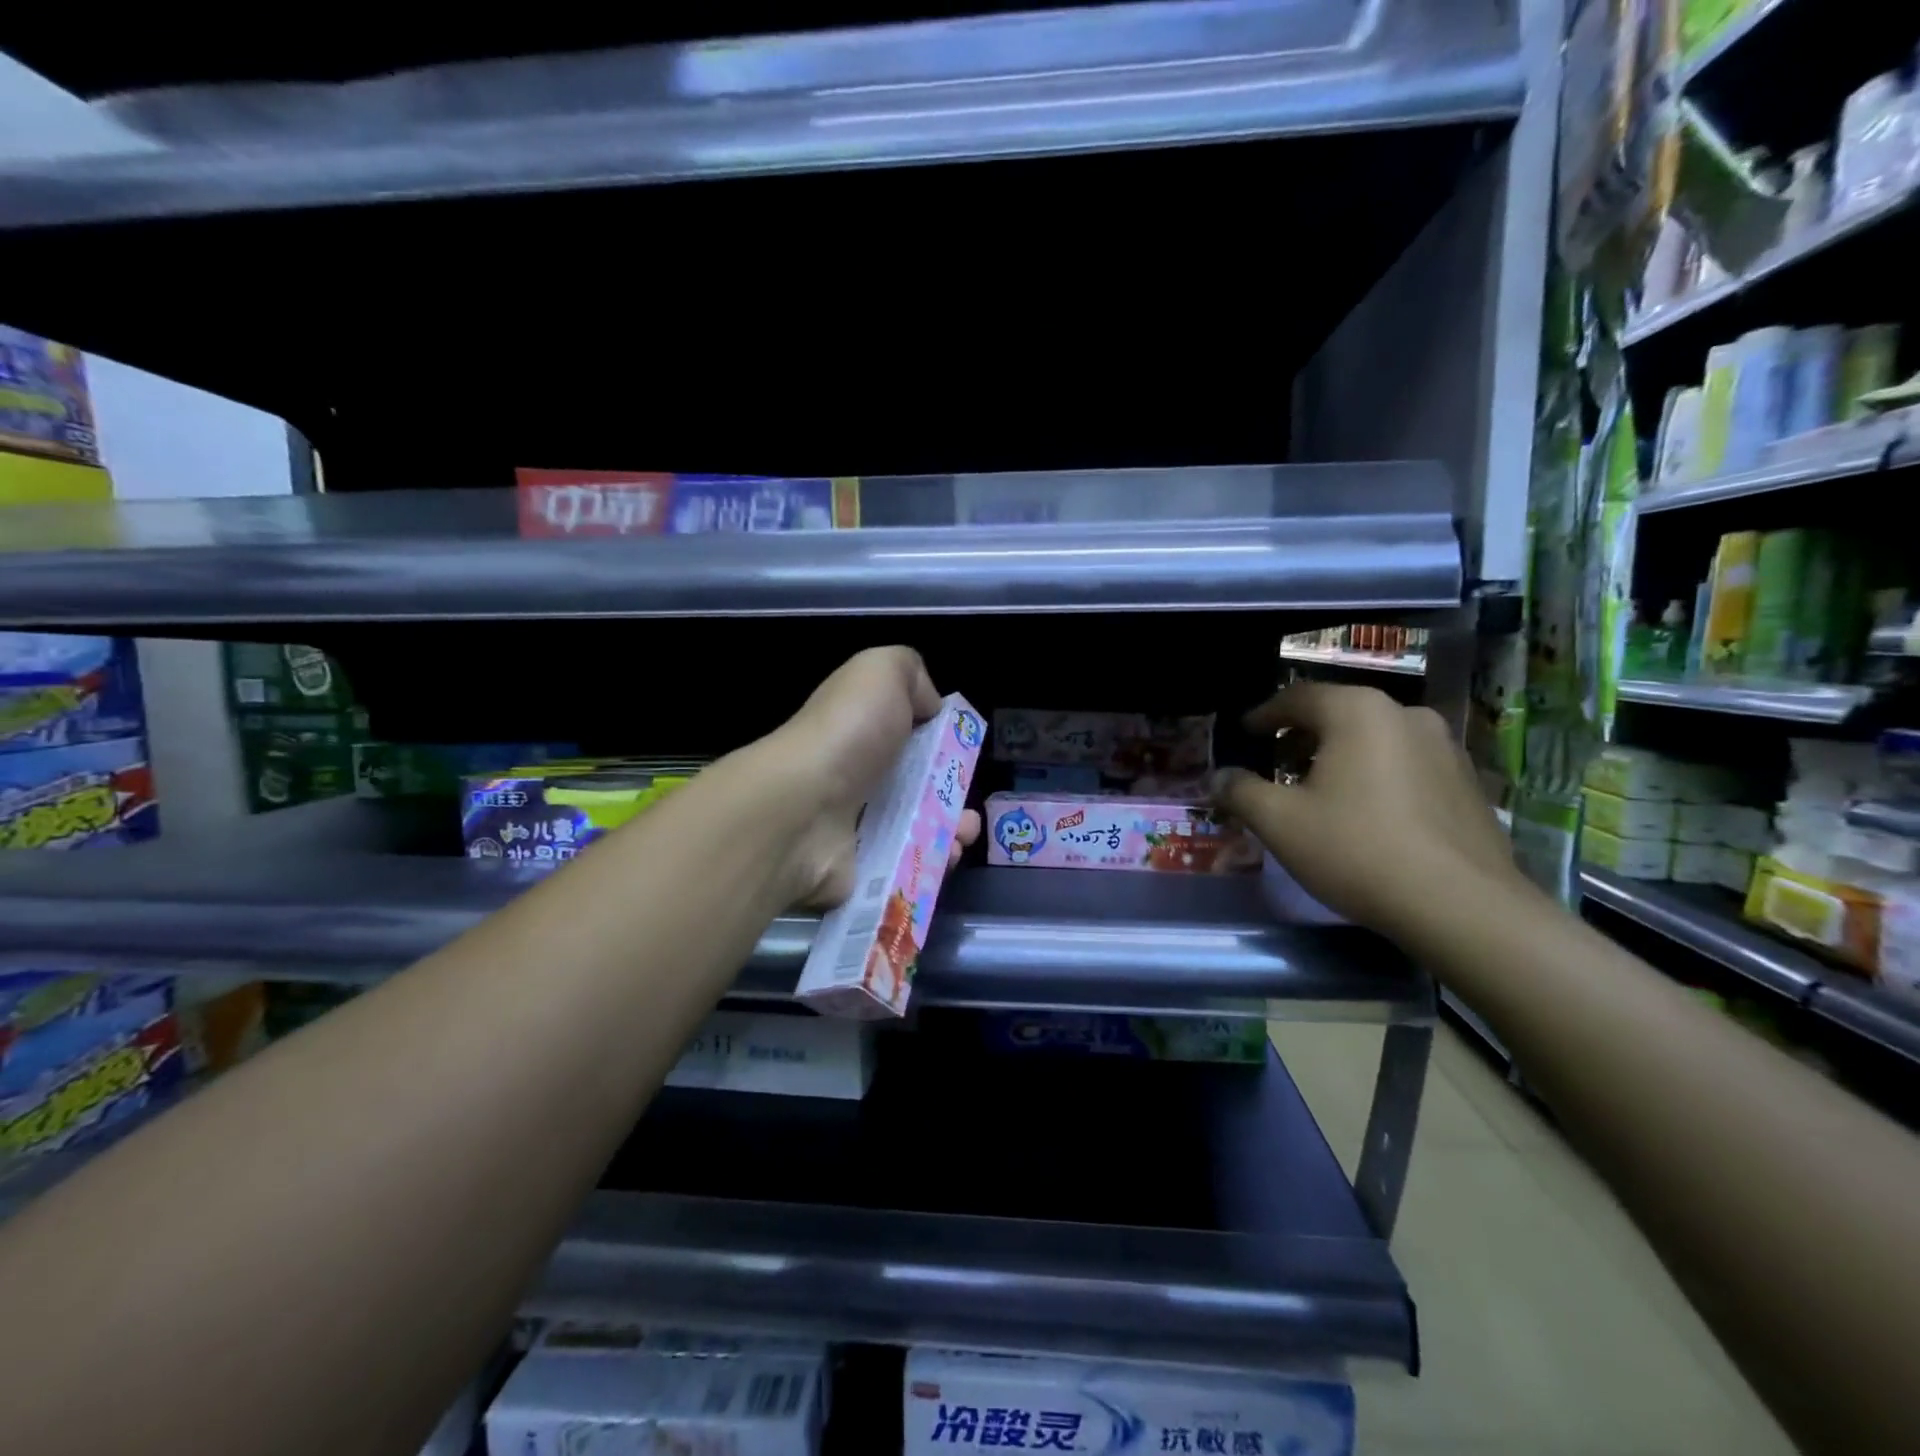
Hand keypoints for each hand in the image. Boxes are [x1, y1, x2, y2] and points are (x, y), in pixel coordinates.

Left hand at [768, 647, 980, 906]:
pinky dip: (933, 865)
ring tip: (964, 836)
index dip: (940, 744)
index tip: (965, 754)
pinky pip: (903, 868)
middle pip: (914, 789)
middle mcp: (854, 778)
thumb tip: (930, 705)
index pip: (903, 736)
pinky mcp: (856, 870)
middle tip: (970, 809)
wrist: (802, 809)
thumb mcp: (880, 672)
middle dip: (952, 798)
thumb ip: (910, 673)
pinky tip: (948, 857)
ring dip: (950, 834)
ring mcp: (853, 828)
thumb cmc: (848, 734)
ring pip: (914, 833)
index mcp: (860, 730)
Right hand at [1211, 682, 1524, 942]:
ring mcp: (1444, 747)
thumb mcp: (1279, 822)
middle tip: (1276, 764)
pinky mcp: (1467, 782)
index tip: (1245, 732)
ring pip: (1375, 739)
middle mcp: (1405, 714)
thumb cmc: (1356, 849)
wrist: (1461, 906)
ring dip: (1340, 756)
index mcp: (1357, 711)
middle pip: (1339, 714)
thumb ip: (1240, 791)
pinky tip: (1365, 813)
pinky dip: (1375, 775)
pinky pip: (1405, 764)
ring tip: (1318, 790)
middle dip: (1302, 736)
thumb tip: (1218, 777)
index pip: (1297, 697)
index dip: (1264, 715)